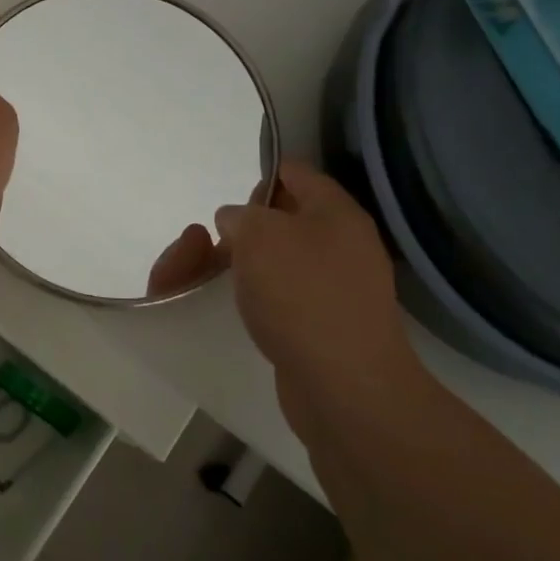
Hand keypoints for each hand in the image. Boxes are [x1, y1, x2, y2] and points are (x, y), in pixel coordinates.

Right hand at [216, 161, 415, 393]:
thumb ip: (240, 216)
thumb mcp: (258, 235)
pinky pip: (284, 297)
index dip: (259, 178)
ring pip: (279, 261)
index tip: (229, 207)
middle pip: (283, 219)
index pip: (295, 173)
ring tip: (214, 281)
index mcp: (336, 212)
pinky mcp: (324, 326)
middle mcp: (343, 245)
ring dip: (242, 266)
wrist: (345, 387)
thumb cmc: (302, 295)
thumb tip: (237, 222)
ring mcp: (337, 288)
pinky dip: (258, 299)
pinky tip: (240, 311)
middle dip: (242, 230)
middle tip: (214, 248)